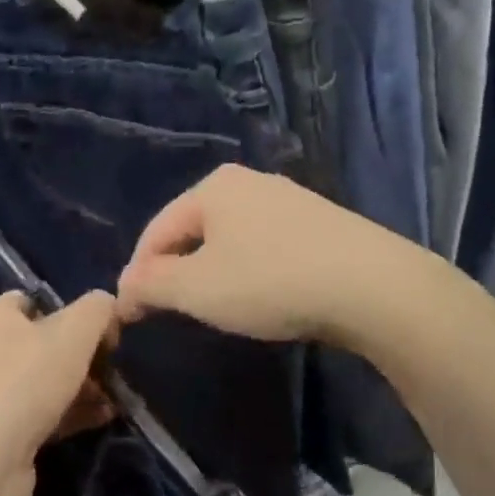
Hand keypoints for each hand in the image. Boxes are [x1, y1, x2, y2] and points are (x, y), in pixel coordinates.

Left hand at [0, 291, 118, 495]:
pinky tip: (105, 418)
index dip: (72, 310)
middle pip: (47, 343)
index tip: (105, 328)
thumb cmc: (24, 381)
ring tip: (120, 396)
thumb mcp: (73, 332)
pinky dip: (75, 414)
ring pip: (49, 382)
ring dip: (85, 387)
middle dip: (85, 354)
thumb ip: (97, 310)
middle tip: (118, 366)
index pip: (35, 301)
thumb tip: (108, 304)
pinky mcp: (3, 435)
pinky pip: (46, 415)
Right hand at [115, 165, 409, 344]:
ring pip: (232, 239)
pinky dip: (251, 271)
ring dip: (213, 272)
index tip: (130, 313)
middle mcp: (250, 182)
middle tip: (169, 310)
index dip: (138, 273)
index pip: (157, 230)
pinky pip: (266, 247)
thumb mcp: (196, 289)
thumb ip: (151, 285)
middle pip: (194, 230)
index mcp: (213, 187)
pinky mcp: (321, 224)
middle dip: (176, 270)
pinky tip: (262, 296)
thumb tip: (124, 289)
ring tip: (214, 307)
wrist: (371, 285)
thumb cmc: (270, 281)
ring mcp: (290, 200)